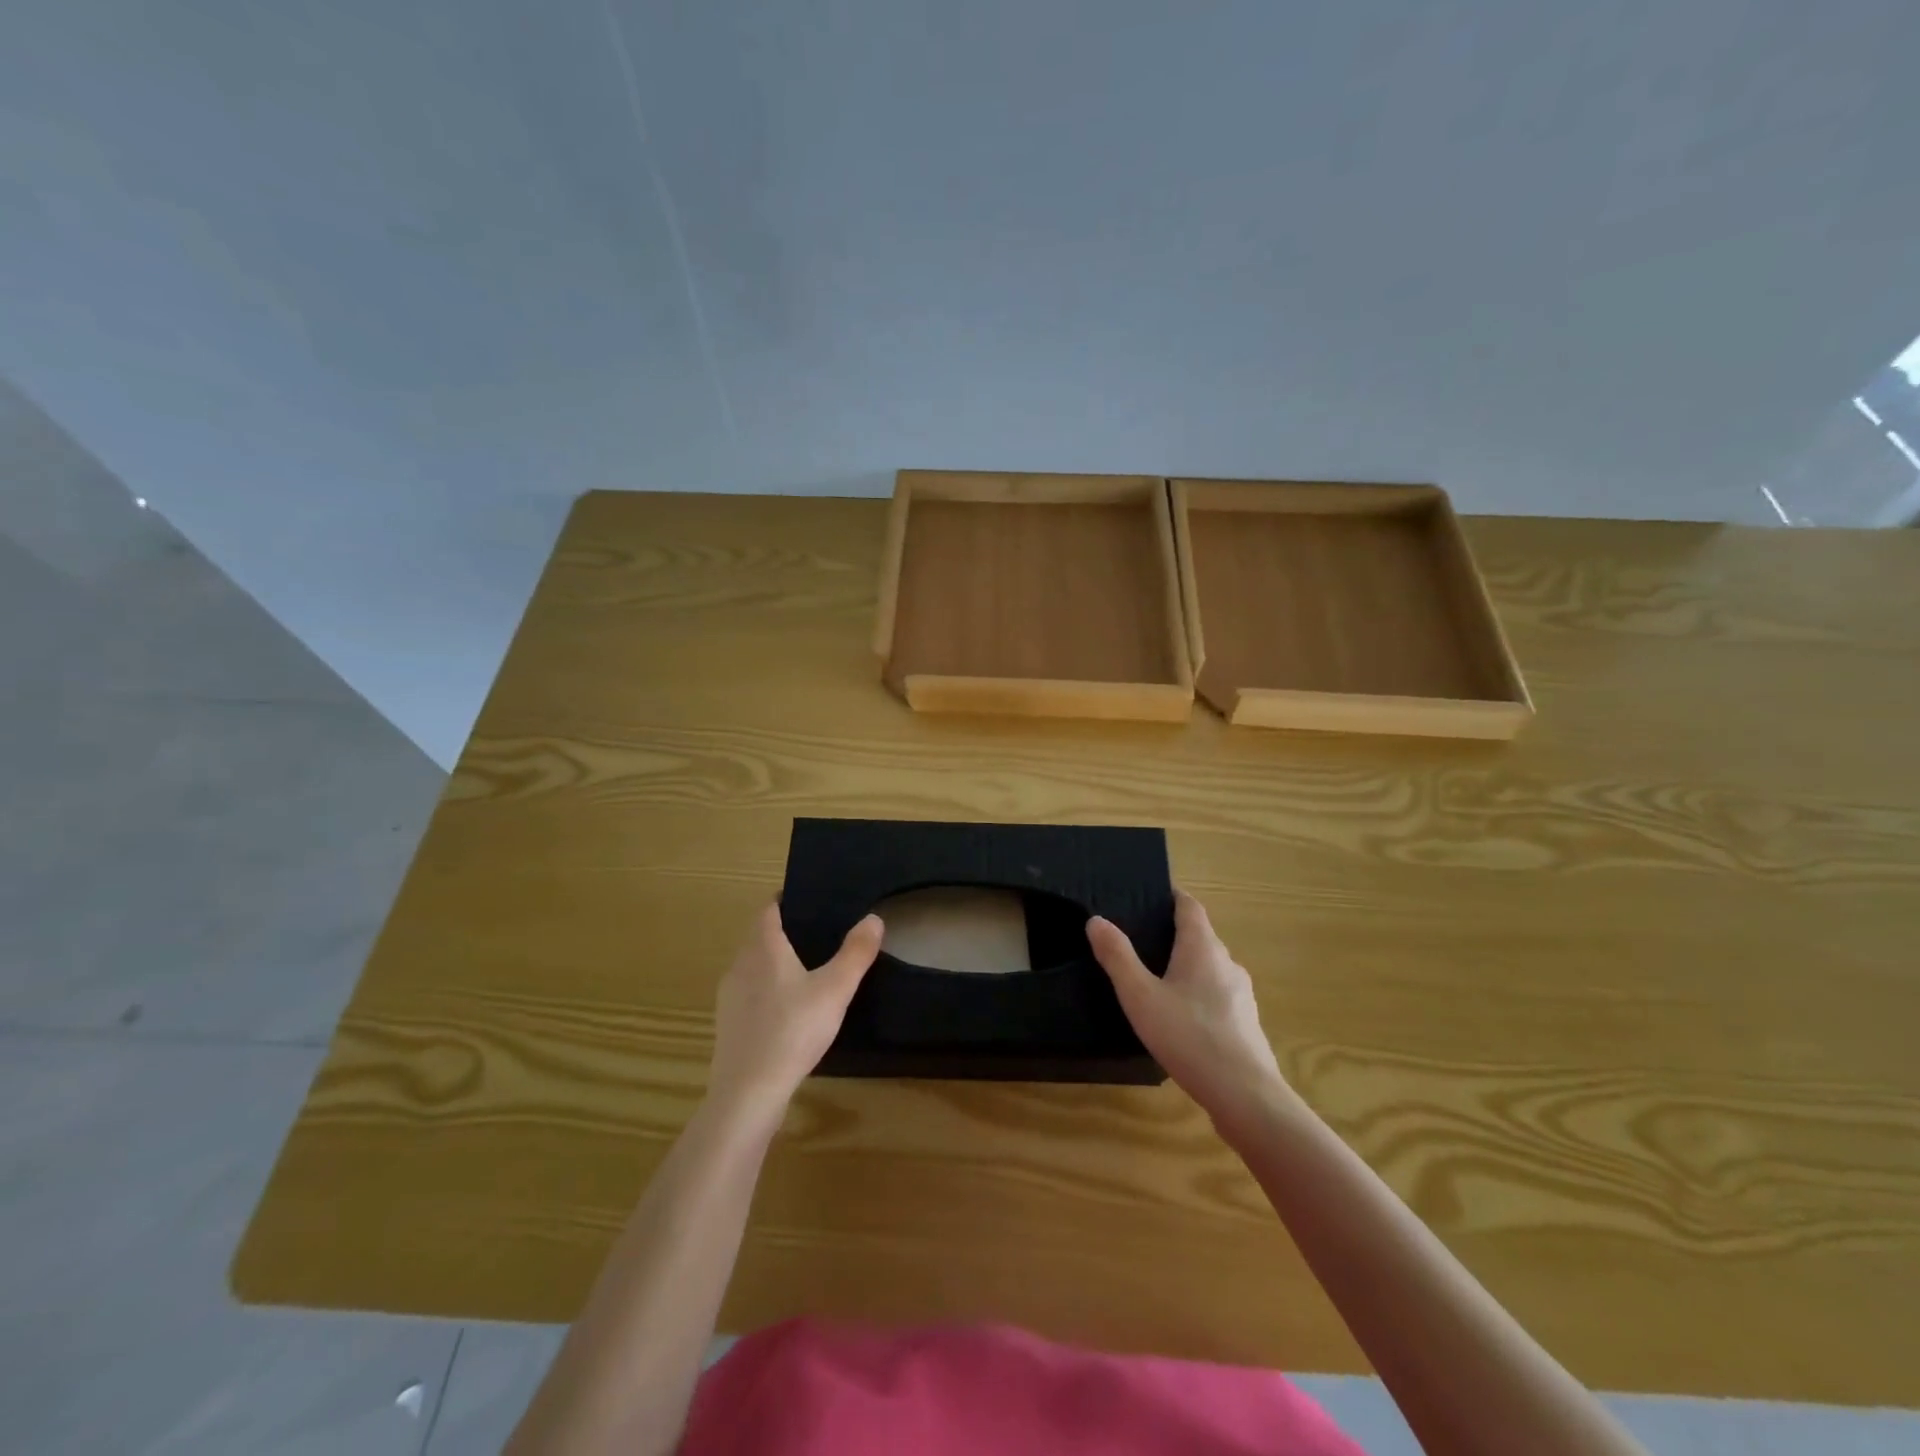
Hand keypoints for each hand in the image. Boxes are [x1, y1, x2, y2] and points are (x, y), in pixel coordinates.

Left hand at [707, 905, 883, 1123]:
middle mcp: (740, 965)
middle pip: (759, 936)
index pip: (768, 909)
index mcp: (762, 947)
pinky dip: (767, 991)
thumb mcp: (835, 989)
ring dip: (774, 963)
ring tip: (807, 971)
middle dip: (784, 931)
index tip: (809, 901)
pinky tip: (789, 1011)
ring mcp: (729, 997)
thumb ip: (856, 952)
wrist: (748, 1093)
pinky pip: (749, 995)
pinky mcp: (728, 1026)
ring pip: (753, 967)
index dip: (785, 900)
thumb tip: (873, 918)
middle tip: (818, 934)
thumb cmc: (793, 1030)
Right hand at [1088, 891, 1286, 1129]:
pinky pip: (1218, 996)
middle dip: (1174, 934)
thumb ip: (1117, 957)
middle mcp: (1227, 963)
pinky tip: (1181, 1019)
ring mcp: (1242, 994)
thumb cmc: (1189, 1037)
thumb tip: (1096, 920)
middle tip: (1140, 940)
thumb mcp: (1141, 997)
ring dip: (1187, 967)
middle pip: (1201, 936)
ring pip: (1210, 968)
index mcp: (1203, 948)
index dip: (1172, 897)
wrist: (1246, 1096)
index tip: (1150, 896)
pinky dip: (1199, 995)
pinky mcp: (1246, 1023)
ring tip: (1156, 981)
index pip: (1190, 906)